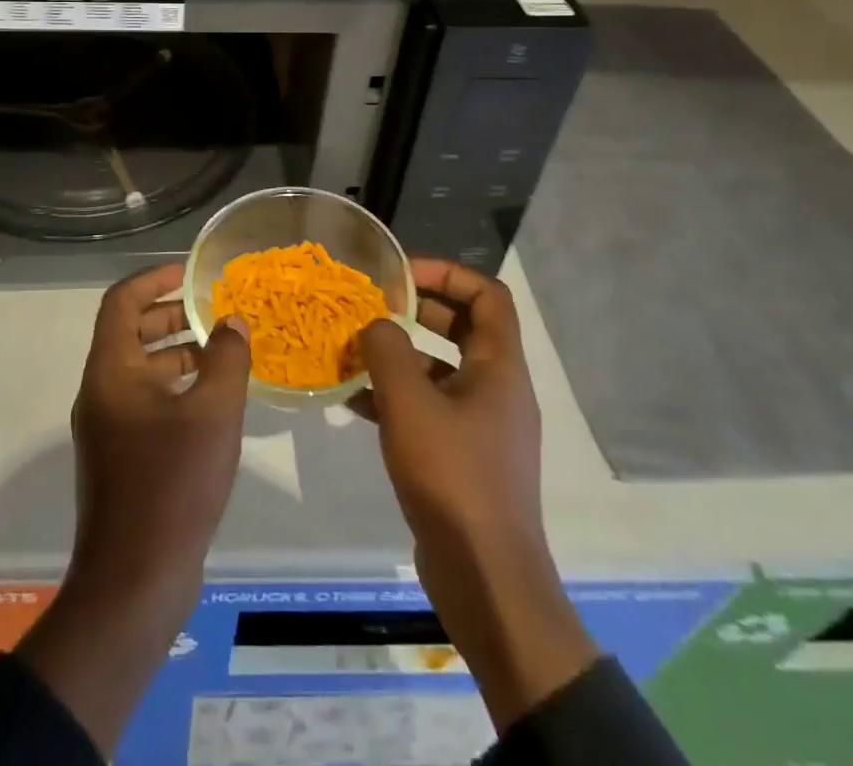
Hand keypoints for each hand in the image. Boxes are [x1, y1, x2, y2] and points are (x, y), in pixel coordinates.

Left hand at [18, 264, 250, 753]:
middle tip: (215, 310)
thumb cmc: (173, 484)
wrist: (135, 582)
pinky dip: (177, 387)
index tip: (192, 272)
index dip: (154, 278)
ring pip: (142, 369)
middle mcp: (102, 391)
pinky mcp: (121, 456)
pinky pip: (148, 402)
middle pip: (131, 332)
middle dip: (173, 314)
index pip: (122, 301)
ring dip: (179, 352)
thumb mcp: (213, 412)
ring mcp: (109, 426)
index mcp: (111, 371)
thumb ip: (226, 358)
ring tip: (224, 350)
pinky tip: (215, 399)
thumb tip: (232, 322)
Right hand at [355, 258, 596, 731]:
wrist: (485, 579)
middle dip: (417, 311)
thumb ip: (388, 351)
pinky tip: (354, 401)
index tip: (401, 275)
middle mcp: (496, 389)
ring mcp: (482, 425)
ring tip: (353, 351)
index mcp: (500, 367)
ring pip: (440, 370)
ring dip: (400, 356)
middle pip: (463, 328)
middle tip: (372, 307)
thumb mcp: (410, 404)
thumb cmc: (452, 477)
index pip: (487, 295)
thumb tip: (376, 324)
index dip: (447, 273)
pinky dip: (397, 397)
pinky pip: (430, 408)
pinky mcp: (463, 457)